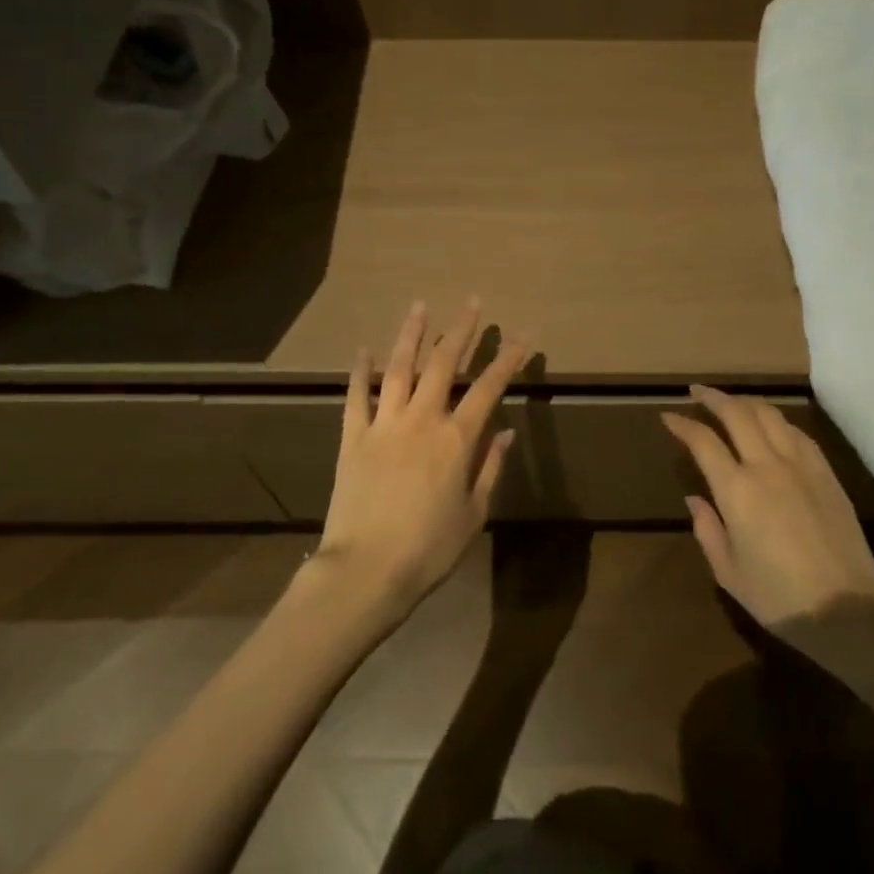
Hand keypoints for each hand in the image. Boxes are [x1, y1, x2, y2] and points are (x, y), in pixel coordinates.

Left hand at [316, 300, 528, 614]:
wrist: (366, 570)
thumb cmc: (428, 548)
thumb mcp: (473, 514)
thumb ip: (489, 468)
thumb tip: (505, 433)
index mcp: (456, 439)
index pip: (488, 387)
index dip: (507, 360)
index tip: (522, 337)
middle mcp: (422, 420)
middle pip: (443, 364)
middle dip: (460, 331)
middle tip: (471, 303)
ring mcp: (384, 424)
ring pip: (399, 368)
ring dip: (411, 335)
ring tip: (420, 307)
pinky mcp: (352, 437)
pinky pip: (356, 396)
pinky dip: (360, 371)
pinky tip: (364, 350)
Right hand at [662, 386, 873, 627]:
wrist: (847, 611)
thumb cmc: (779, 597)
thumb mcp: (729, 572)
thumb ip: (707, 529)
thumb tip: (695, 498)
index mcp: (737, 491)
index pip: (703, 441)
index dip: (683, 425)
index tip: (668, 416)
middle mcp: (767, 466)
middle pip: (737, 414)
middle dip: (713, 398)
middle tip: (697, 392)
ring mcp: (801, 466)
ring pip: (770, 415)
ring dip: (746, 402)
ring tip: (732, 402)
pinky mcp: (827, 473)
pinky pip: (798, 433)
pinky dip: (778, 421)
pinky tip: (771, 424)